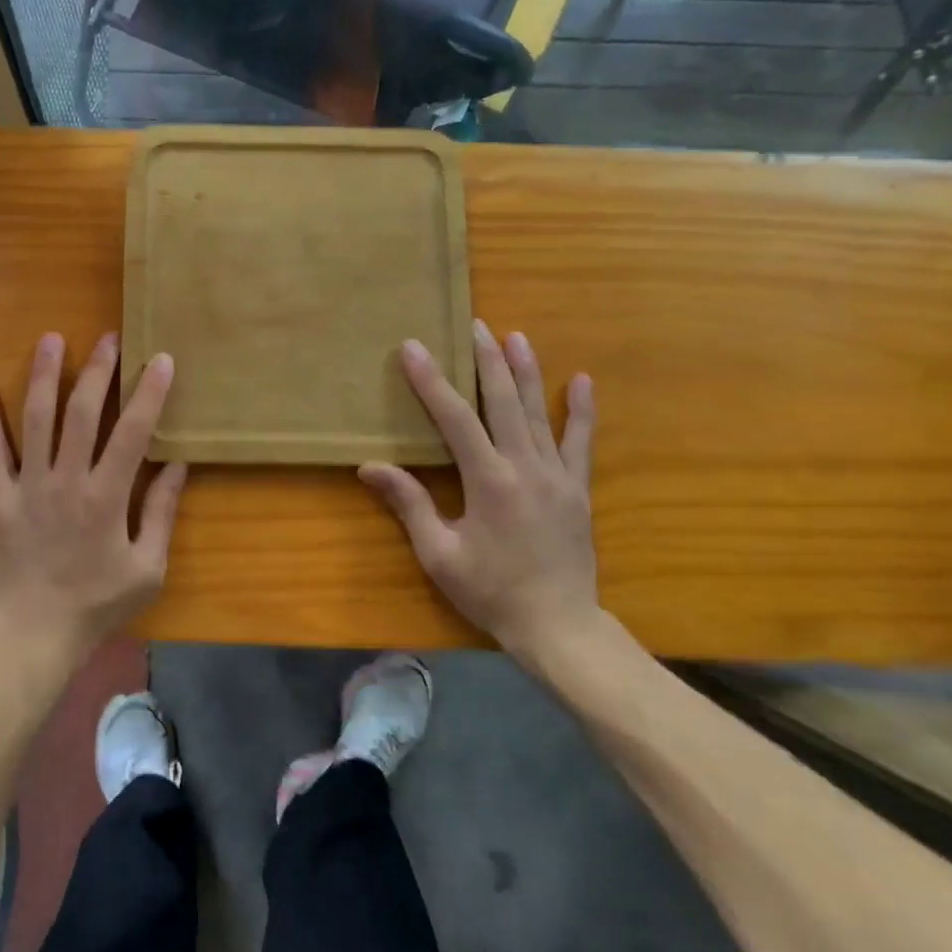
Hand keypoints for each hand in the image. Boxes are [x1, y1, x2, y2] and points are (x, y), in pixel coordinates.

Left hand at [0, 331, 188, 667]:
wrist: (33, 636)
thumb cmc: (97, 605)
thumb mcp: (147, 568)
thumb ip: (163, 512)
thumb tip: (177, 464)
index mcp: (107, 497)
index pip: (133, 432)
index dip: (149, 393)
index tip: (160, 359)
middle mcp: (67, 480)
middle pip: (84, 413)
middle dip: (99, 370)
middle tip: (109, 337)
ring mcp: (29, 485)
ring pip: (38, 419)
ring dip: (45, 375)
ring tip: (52, 339)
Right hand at [359, 320, 598, 659]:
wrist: (559, 627)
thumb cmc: (490, 591)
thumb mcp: (439, 554)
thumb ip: (409, 504)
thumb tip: (369, 466)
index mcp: (489, 481)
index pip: (455, 418)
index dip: (432, 381)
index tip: (413, 347)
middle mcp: (526, 467)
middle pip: (503, 402)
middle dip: (485, 360)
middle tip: (472, 324)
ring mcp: (557, 475)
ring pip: (539, 412)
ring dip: (526, 371)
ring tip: (515, 335)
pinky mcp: (577, 488)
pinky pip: (581, 441)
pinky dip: (581, 410)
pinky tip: (582, 380)